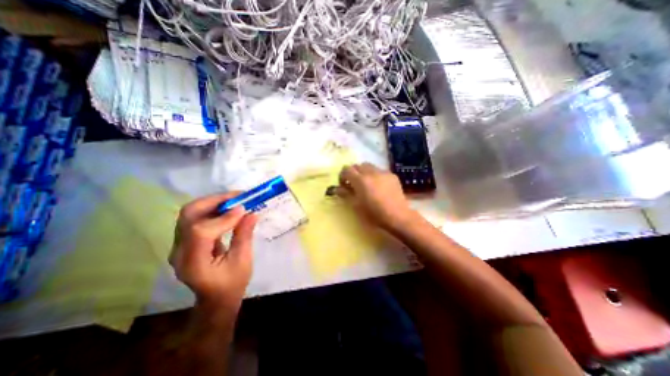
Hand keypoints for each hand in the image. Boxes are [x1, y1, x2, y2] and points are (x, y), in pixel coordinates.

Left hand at [170, 192, 256, 310]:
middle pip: (189, 215)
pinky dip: (214, 208)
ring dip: (215, 201)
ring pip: (191, 212)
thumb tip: (252, 213)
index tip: (245, 209)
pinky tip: (229, 208)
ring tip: (236, 199)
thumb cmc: (231, 284)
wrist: (216, 299)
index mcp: (193, 263)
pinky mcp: (187, 239)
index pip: (201, 231)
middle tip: (238, 196)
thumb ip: (244, 236)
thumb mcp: (243, 261)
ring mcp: (180, 244)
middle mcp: (179, 251)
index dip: (223, 217)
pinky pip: (197, 217)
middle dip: (215, 201)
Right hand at [338, 162, 416, 230]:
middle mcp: (371, 172)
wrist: (397, 216)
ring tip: (366, 184)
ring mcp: (383, 172)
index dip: (342, 176)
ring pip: (369, 166)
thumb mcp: (356, 205)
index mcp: (360, 180)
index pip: (346, 169)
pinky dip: (375, 175)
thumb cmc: (374, 213)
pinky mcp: (392, 175)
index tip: (343, 185)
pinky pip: (380, 171)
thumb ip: (345, 194)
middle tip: (354, 184)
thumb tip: (336, 189)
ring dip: (364, 172)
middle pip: (357, 166)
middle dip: (353, 173)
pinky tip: (379, 186)